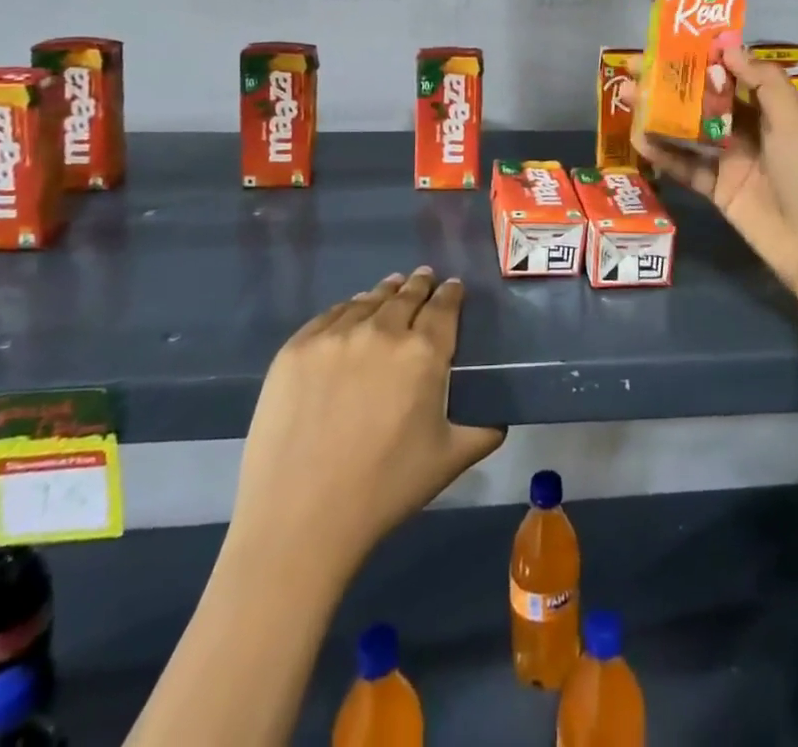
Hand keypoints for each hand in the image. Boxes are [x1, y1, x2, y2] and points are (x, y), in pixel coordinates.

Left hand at [228, 268, 504, 583]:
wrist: (298, 519)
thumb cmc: (383, 490)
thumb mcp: (449, 461)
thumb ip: (483, 431)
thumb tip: (501, 418)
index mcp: (424, 353)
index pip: (444, 306)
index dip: (451, 293)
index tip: (454, 287)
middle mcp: (382, 331)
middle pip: (406, 295)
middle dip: (420, 285)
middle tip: (425, 278)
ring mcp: (335, 336)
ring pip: (368, 301)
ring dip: (385, 293)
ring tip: (392, 288)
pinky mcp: (296, 348)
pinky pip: (330, 315)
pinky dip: (348, 309)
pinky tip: (351, 312)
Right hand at [634, 44, 797, 295]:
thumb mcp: (794, 118)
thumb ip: (762, 81)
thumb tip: (728, 47)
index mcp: (779, 109)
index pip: (738, 75)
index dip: (707, 59)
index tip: (674, 44)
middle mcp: (755, 130)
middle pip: (708, 100)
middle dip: (674, 84)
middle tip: (636, 68)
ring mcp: (734, 160)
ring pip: (692, 131)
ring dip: (662, 114)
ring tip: (628, 96)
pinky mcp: (719, 189)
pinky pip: (688, 166)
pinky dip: (665, 154)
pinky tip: (639, 139)